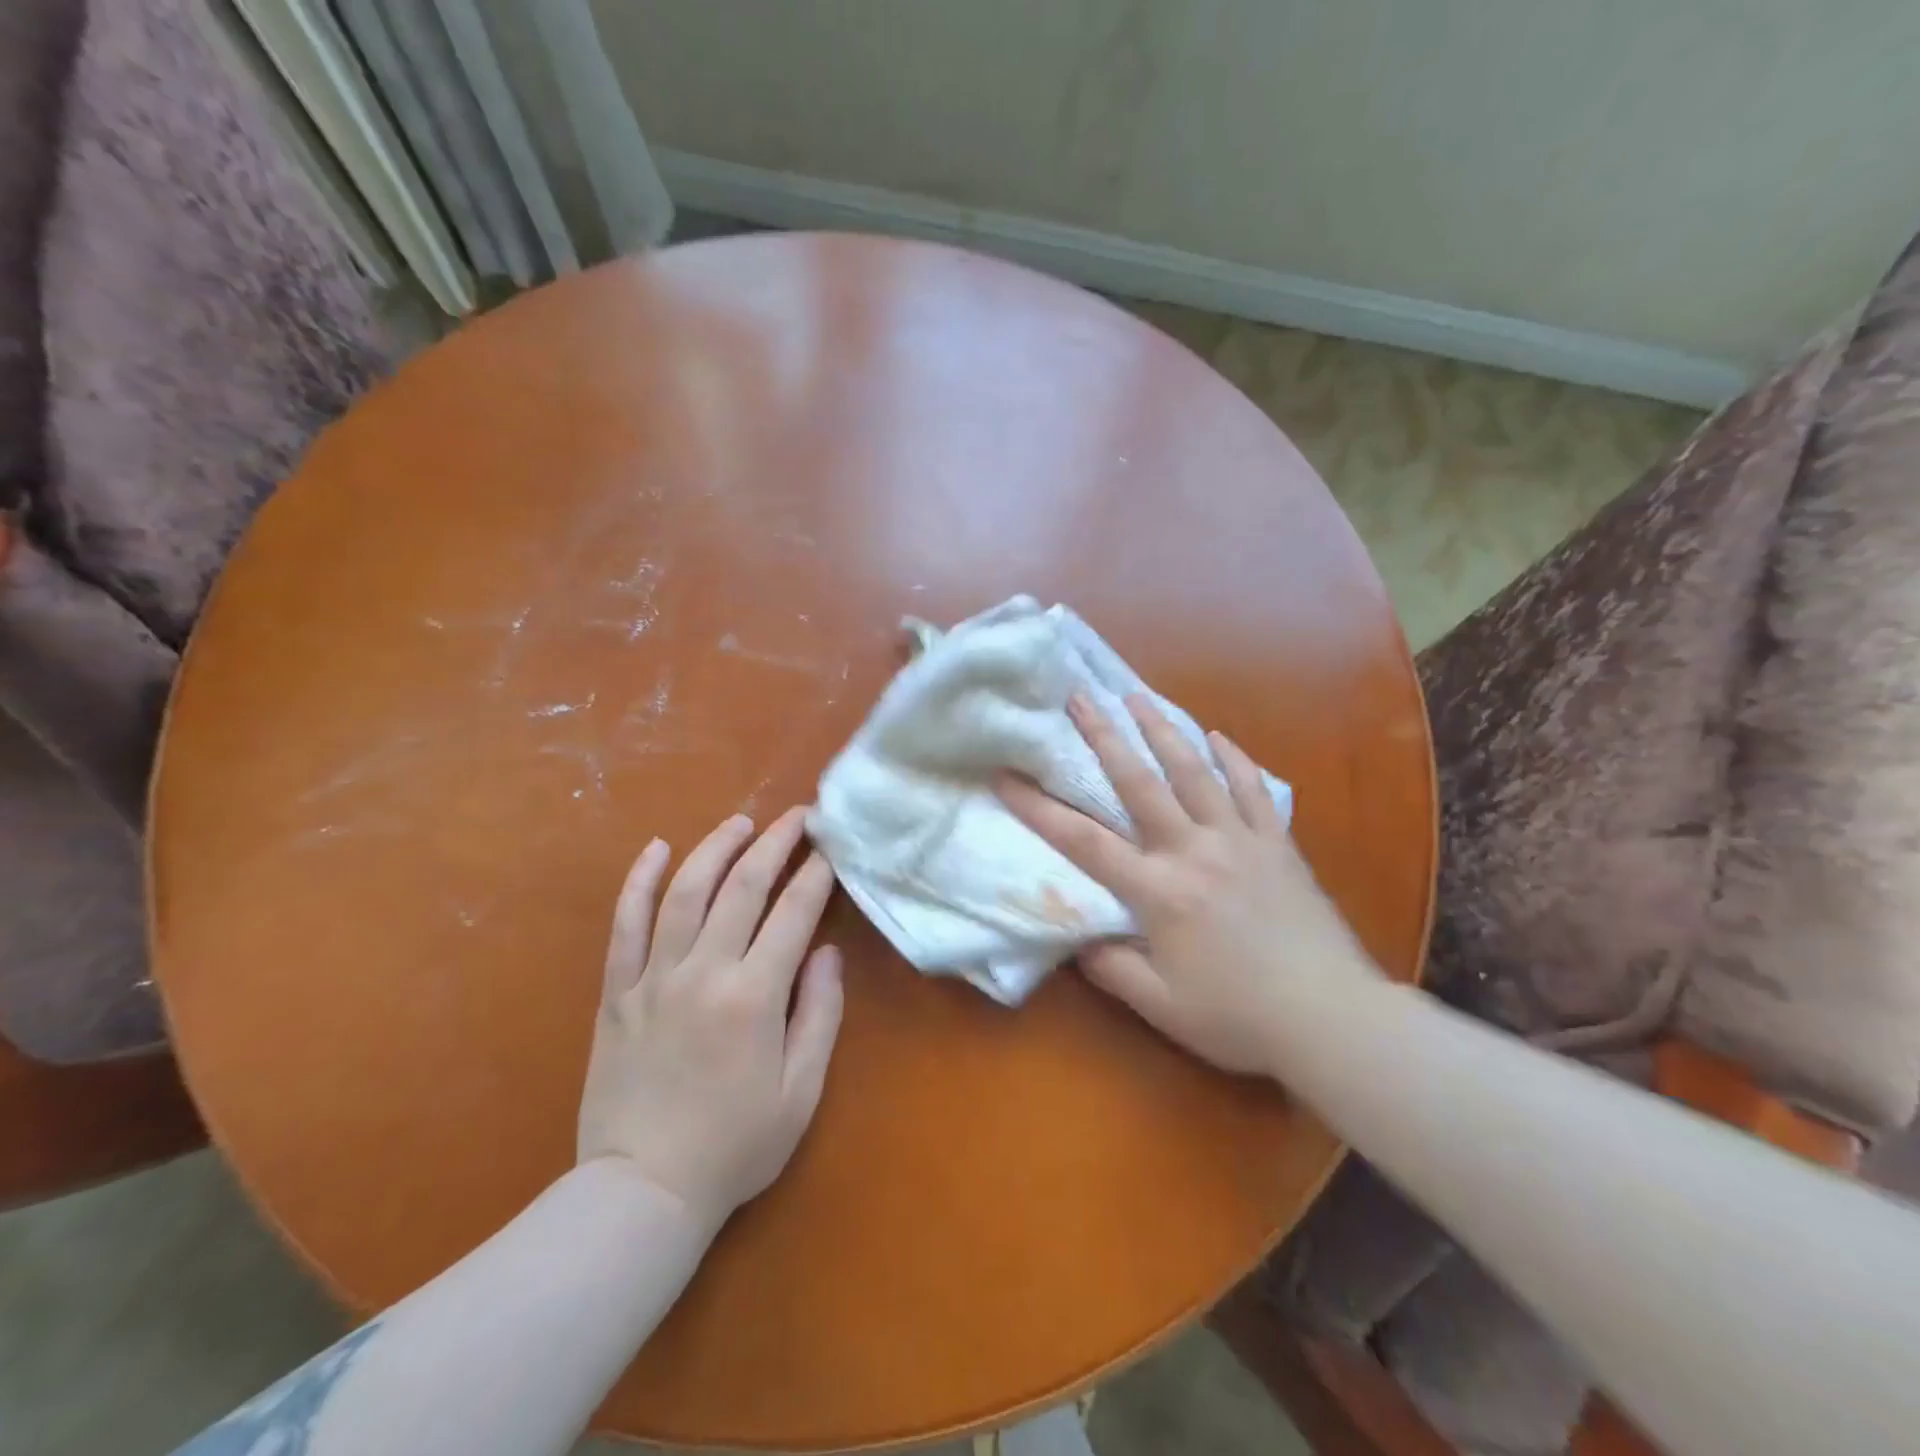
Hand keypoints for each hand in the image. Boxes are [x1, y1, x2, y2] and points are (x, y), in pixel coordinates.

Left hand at [577, 807, 843, 1224]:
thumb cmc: (735, 1146)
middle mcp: (703, 972)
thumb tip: (826, 951)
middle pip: (742, 887)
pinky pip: (625, 924)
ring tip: (740, 822)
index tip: (830, 847)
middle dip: (774, 843)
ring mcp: (653, 978)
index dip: (815, 873)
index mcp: (754, 996)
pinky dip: (639, 881)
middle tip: (797, 816)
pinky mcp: (617, 992)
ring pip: (684, 892)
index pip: (793, 912)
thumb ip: (820, 1013)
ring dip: (715, 848)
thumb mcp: (801, 1090)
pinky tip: (656, 849)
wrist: (642, 1192)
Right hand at [997, 694, 1375, 1077]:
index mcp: (1159, 891)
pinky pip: (1253, 790)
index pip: (1084, 841)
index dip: (1038, 808)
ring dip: (1164, 730)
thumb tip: (1080, 940)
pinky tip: (1219, 737)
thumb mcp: (1162, 1007)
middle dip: (1104, 737)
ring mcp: (1240, 841)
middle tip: (1080, 698)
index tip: (1006, 776)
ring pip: (1195, 772)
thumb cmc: (1239, 1019)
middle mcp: (1194, 851)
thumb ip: (1113, 968)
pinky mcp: (1278, 845)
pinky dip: (1234, 760)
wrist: (1333, 1020)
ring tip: (1138, 697)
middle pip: (1140, 783)